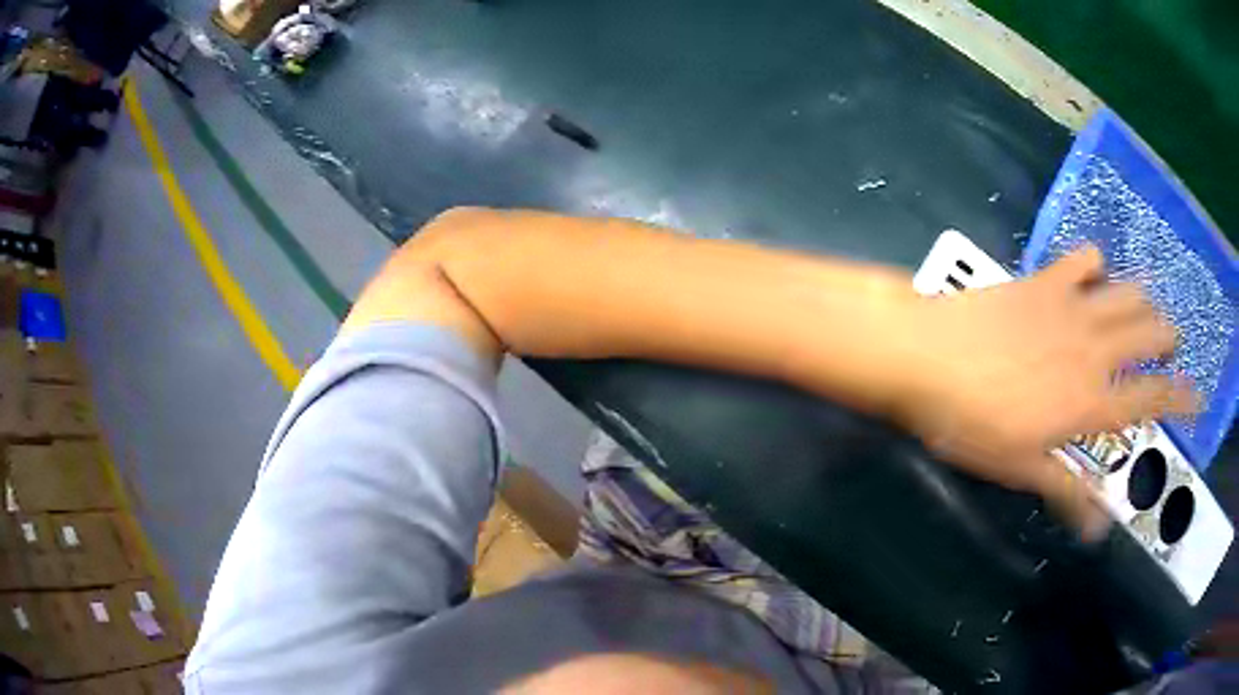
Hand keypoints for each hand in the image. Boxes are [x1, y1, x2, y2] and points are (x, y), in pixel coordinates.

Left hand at [893, 246, 1196, 537]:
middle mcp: (1094, 350)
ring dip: (1144, 301)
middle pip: (1149, 335)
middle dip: (1167, 339)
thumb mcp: (1022, 469)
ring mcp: (1072, 307)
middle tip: (1172, 344)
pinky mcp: (1046, 279)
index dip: (1180, 397)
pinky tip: (1097, 272)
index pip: (1150, 400)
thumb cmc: (973, 423)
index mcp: (1091, 403)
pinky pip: (1084, 258)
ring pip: (1127, 294)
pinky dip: (1098, 263)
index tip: (1198, 396)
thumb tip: (1098, 530)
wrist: (928, 356)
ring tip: (1149, 309)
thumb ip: (1066, 493)